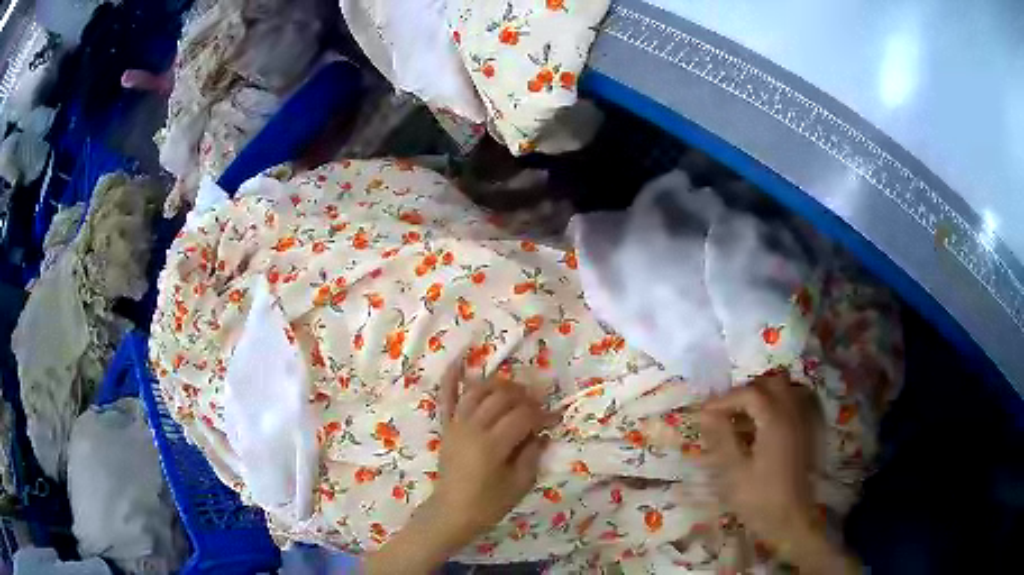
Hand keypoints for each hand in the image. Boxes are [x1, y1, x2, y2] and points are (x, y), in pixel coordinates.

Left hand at [364, 377, 547, 574]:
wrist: (452, 512)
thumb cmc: (487, 503)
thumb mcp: (519, 485)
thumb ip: (532, 455)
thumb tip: (542, 432)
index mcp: (492, 445)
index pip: (522, 416)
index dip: (541, 414)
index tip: (553, 418)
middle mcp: (473, 427)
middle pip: (502, 398)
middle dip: (524, 396)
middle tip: (537, 404)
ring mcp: (456, 424)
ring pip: (478, 391)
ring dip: (498, 385)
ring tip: (514, 390)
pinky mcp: (446, 427)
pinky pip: (446, 398)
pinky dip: (451, 378)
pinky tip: (459, 360)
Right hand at [699, 375, 857, 573]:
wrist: (790, 519)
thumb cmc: (759, 498)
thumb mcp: (734, 471)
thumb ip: (721, 438)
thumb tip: (706, 414)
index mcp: (775, 420)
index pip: (749, 393)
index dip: (724, 399)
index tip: (703, 413)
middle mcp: (792, 414)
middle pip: (771, 383)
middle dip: (745, 392)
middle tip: (724, 413)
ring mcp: (800, 422)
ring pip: (783, 392)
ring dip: (760, 398)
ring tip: (739, 419)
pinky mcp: (803, 433)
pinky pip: (789, 406)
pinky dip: (772, 407)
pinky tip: (757, 430)